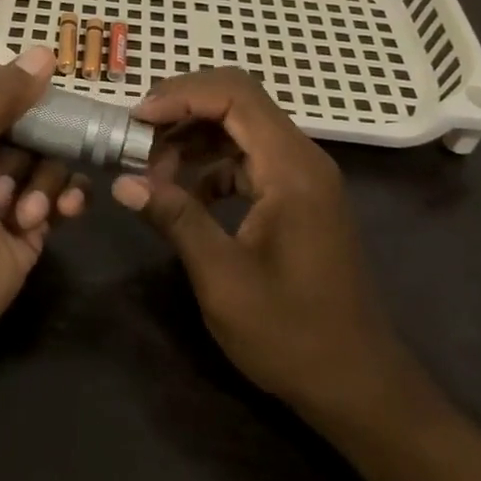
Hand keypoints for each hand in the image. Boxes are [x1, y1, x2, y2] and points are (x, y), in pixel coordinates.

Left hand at [0, 47, 86, 360]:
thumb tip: (43, 54)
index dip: (15, 84)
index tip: (44, 84)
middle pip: (28, 120)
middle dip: (32, 144)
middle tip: (19, 167)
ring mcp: (5, 188)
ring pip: (49, 157)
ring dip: (43, 181)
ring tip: (22, 213)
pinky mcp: (30, 223)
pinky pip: (62, 194)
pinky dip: (66, 198)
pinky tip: (63, 212)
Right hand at [111, 68, 410, 427]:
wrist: (357, 385)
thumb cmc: (292, 334)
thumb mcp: (223, 279)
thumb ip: (176, 219)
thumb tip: (123, 183)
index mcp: (292, 169)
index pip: (235, 96)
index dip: (181, 96)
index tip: (136, 119)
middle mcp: (302, 159)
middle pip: (238, 100)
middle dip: (183, 107)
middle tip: (137, 135)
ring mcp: (302, 177)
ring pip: (241, 126)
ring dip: (193, 135)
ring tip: (152, 168)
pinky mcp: (297, 196)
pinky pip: (248, 157)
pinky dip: (211, 162)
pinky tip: (184, 193)